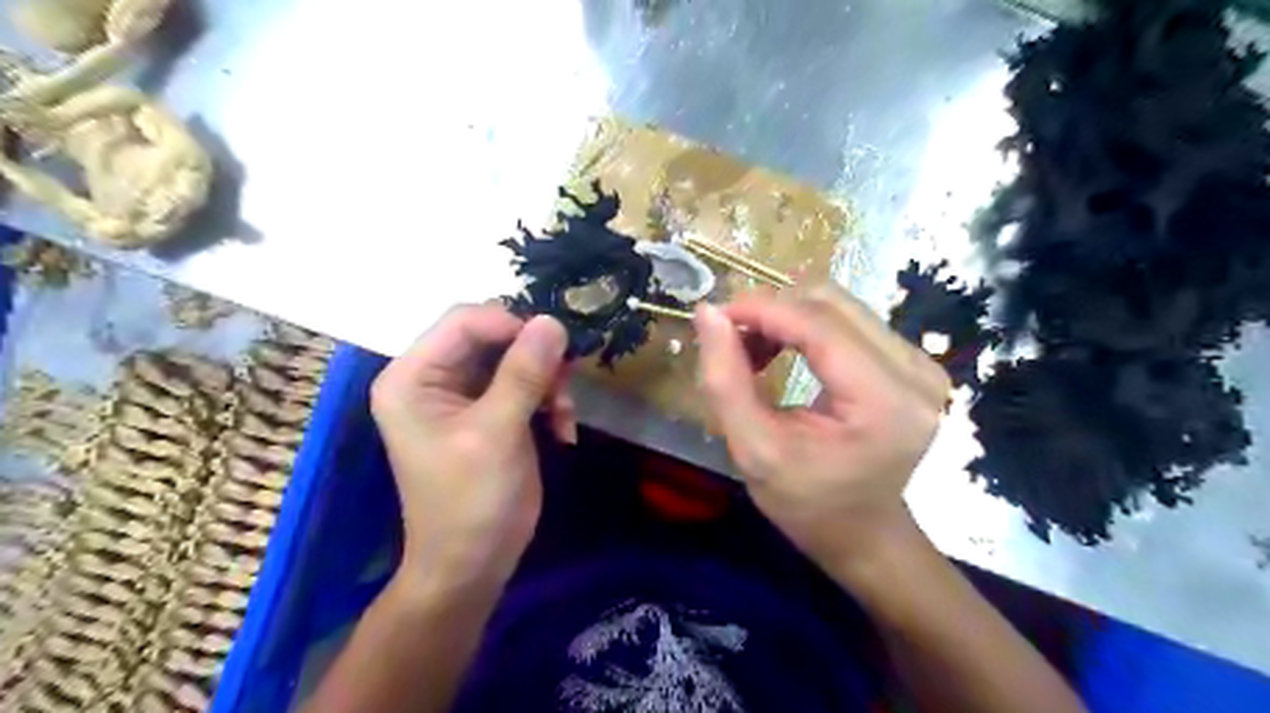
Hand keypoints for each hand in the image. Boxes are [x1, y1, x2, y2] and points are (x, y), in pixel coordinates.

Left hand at [373, 303, 577, 589]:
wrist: (473, 564)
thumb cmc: (471, 501)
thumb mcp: (497, 433)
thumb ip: (523, 374)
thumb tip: (552, 321)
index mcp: (413, 377)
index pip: (464, 321)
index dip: (512, 325)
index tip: (555, 349)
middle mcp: (433, 377)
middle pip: (492, 336)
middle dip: (534, 357)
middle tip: (565, 384)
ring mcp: (463, 395)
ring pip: (515, 358)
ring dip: (547, 381)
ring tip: (564, 414)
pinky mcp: (489, 411)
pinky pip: (525, 384)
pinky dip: (548, 400)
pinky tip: (563, 429)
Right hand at [693, 284, 951, 568]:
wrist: (863, 533)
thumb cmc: (807, 505)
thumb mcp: (753, 450)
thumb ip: (725, 380)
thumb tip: (707, 311)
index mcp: (884, 403)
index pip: (819, 326)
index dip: (762, 309)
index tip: (715, 315)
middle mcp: (915, 372)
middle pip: (832, 303)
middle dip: (772, 310)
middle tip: (731, 339)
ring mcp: (921, 363)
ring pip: (839, 305)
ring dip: (786, 316)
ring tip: (753, 351)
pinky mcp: (912, 361)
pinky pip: (850, 320)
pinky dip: (805, 326)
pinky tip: (782, 351)